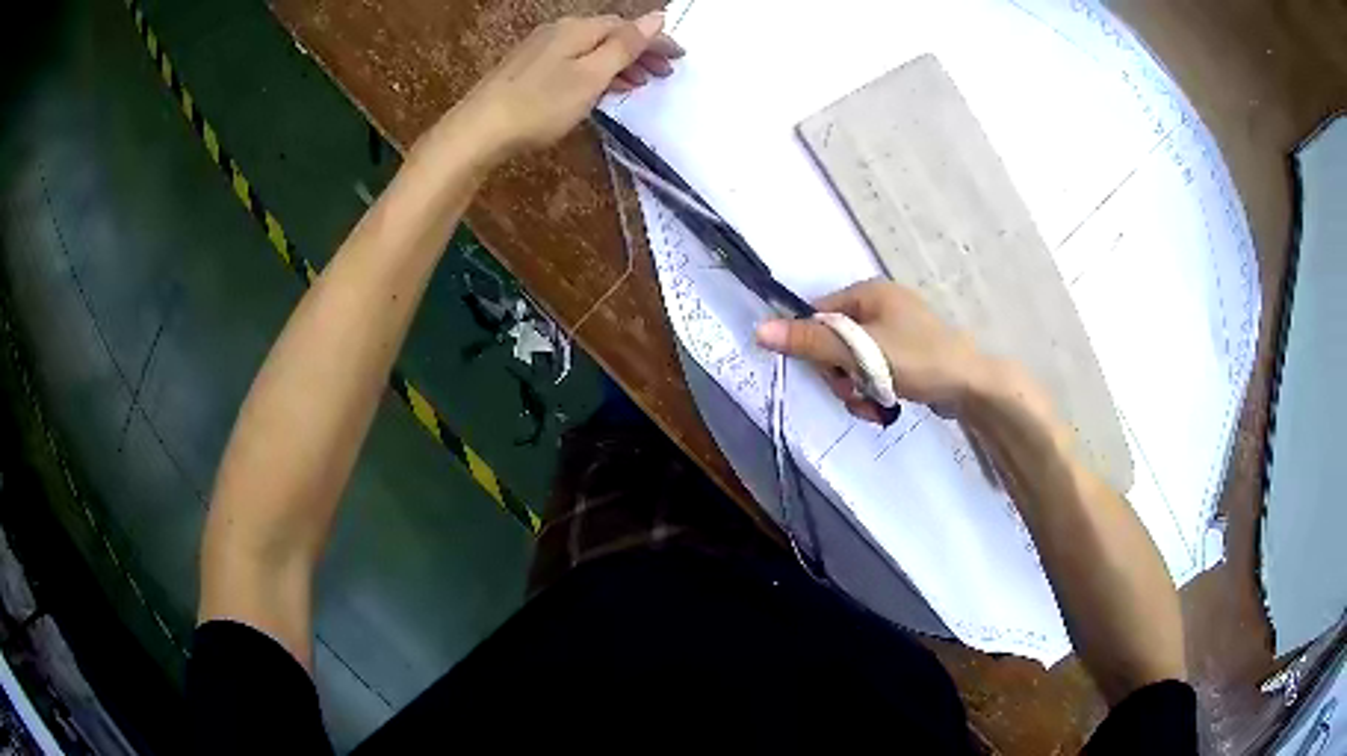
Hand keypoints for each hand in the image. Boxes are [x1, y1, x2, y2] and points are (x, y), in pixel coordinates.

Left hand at [455, 13, 683, 162]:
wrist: (478, 131)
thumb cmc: (539, 105)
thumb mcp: (590, 76)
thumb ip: (625, 46)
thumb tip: (656, 17)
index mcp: (577, 29)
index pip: (627, 27)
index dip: (656, 40)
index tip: (680, 58)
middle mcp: (558, 31)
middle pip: (608, 35)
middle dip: (640, 52)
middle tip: (664, 74)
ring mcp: (539, 50)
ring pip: (590, 50)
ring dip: (619, 64)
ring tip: (638, 84)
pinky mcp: (526, 69)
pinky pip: (573, 62)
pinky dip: (595, 72)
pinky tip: (598, 89)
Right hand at [755, 279, 987, 421]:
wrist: (971, 386)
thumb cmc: (918, 359)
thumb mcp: (861, 352)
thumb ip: (812, 342)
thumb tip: (759, 330)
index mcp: (868, 293)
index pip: (819, 316)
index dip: (816, 349)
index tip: (831, 374)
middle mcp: (880, 306)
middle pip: (835, 343)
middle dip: (841, 376)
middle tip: (855, 394)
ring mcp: (895, 332)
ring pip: (853, 363)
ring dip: (856, 389)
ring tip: (874, 406)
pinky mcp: (906, 356)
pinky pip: (873, 372)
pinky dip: (873, 391)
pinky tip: (883, 407)